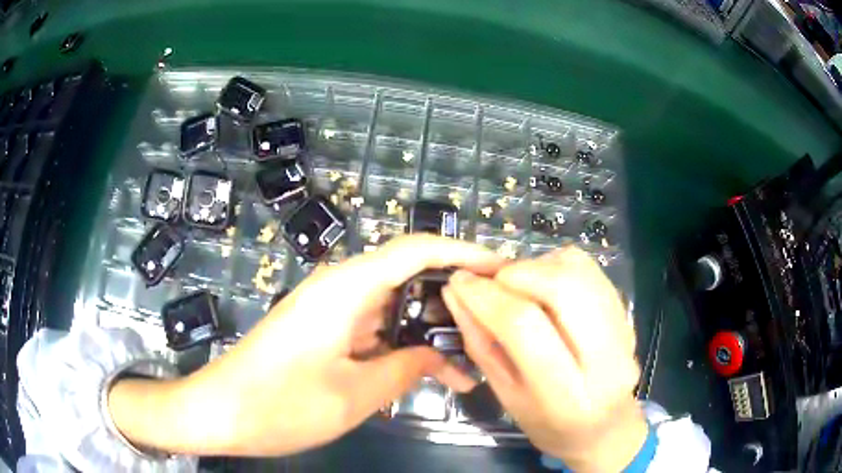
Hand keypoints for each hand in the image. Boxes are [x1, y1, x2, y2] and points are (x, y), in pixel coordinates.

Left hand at [109, 235, 503, 456]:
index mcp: (346, 288)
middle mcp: (341, 290)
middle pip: (409, 278)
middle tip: (495, 323)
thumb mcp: (354, 394)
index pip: (416, 250)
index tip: (500, 269)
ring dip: (428, 333)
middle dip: (453, 299)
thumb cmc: (280, 403)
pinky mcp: (325, 334)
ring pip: (394, 310)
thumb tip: (441, 355)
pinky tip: (428, 377)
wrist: (221, 411)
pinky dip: (402, 350)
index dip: (462, 252)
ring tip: (471, 361)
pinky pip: (375, 332)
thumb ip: (405, 368)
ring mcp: (332, 313)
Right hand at [442, 247, 645, 472]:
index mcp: (567, 394)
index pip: (523, 326)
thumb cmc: (548, 423)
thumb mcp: (506, 395)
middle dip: (515, 273)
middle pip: (562, 286)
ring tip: (517, 284)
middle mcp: (606, 357)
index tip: (459, 281)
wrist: (606, 426)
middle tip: (492, 282)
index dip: (485, 296)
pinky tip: (543, 284)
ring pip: (578, 269)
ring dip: (536, 265)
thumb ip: (480, 343)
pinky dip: (556, 264)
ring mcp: (622, 328)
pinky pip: (589, 267)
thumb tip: (456, 293)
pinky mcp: (625, 310)